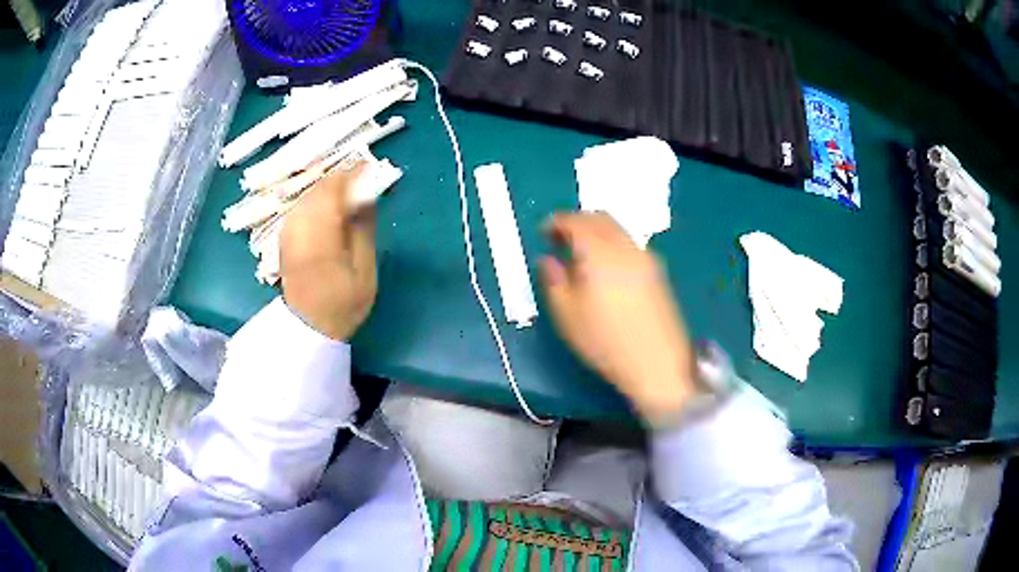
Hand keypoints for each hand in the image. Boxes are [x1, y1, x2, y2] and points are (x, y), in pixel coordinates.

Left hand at [281, 163, 376, 340]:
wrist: (307, 326)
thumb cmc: (342, 302)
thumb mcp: (364, 269)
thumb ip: (363, 227)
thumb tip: (368, 192)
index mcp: (319, 233)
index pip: (334, 187)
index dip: (354, 173)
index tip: (373, 169)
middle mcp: (299, 224)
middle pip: (320, 185)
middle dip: (343, 177)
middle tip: (365, 180)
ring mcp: (289, 228)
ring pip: (310, 192)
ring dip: (331, 187)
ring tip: (351, 193)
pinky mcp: (286, 233)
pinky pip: (303, 204)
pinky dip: (319, 199)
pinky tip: (332, 207)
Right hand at [539, 212, 697, 422]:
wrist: (657, 362)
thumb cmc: (605, 340)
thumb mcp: (566, 314)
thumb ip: (553, 280)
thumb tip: (547, 260)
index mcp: (599, 251)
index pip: (576, 221)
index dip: (557, 222)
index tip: (544, 233)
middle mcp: (625, 246)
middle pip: (600, 218)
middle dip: (578, 222)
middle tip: (561, 240)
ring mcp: (646, 258)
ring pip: (618, 230)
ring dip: (597, 232)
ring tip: (582, 255)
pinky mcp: (657, 272)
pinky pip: (629, 245)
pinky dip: (612, 244)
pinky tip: (606, 269)